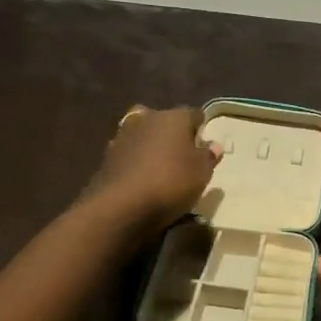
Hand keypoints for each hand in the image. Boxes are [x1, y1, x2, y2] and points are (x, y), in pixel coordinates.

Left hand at [88, 105, 218, 233]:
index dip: (201, 129)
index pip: (194, 114)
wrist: (120, 205)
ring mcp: (123, 136)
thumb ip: (208, 156)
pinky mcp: (106, 157)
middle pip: (164, 120)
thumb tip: (213, 145)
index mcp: (174, 117)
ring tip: (159, 168)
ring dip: (150, 146)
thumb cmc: (171, 182)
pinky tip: (140, 179)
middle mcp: (147, 118)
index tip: (204, 148)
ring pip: (142, 134)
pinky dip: (134, 162)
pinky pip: (128, 154)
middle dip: (171, 133)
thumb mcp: (202, 173)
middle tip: (180, 155)